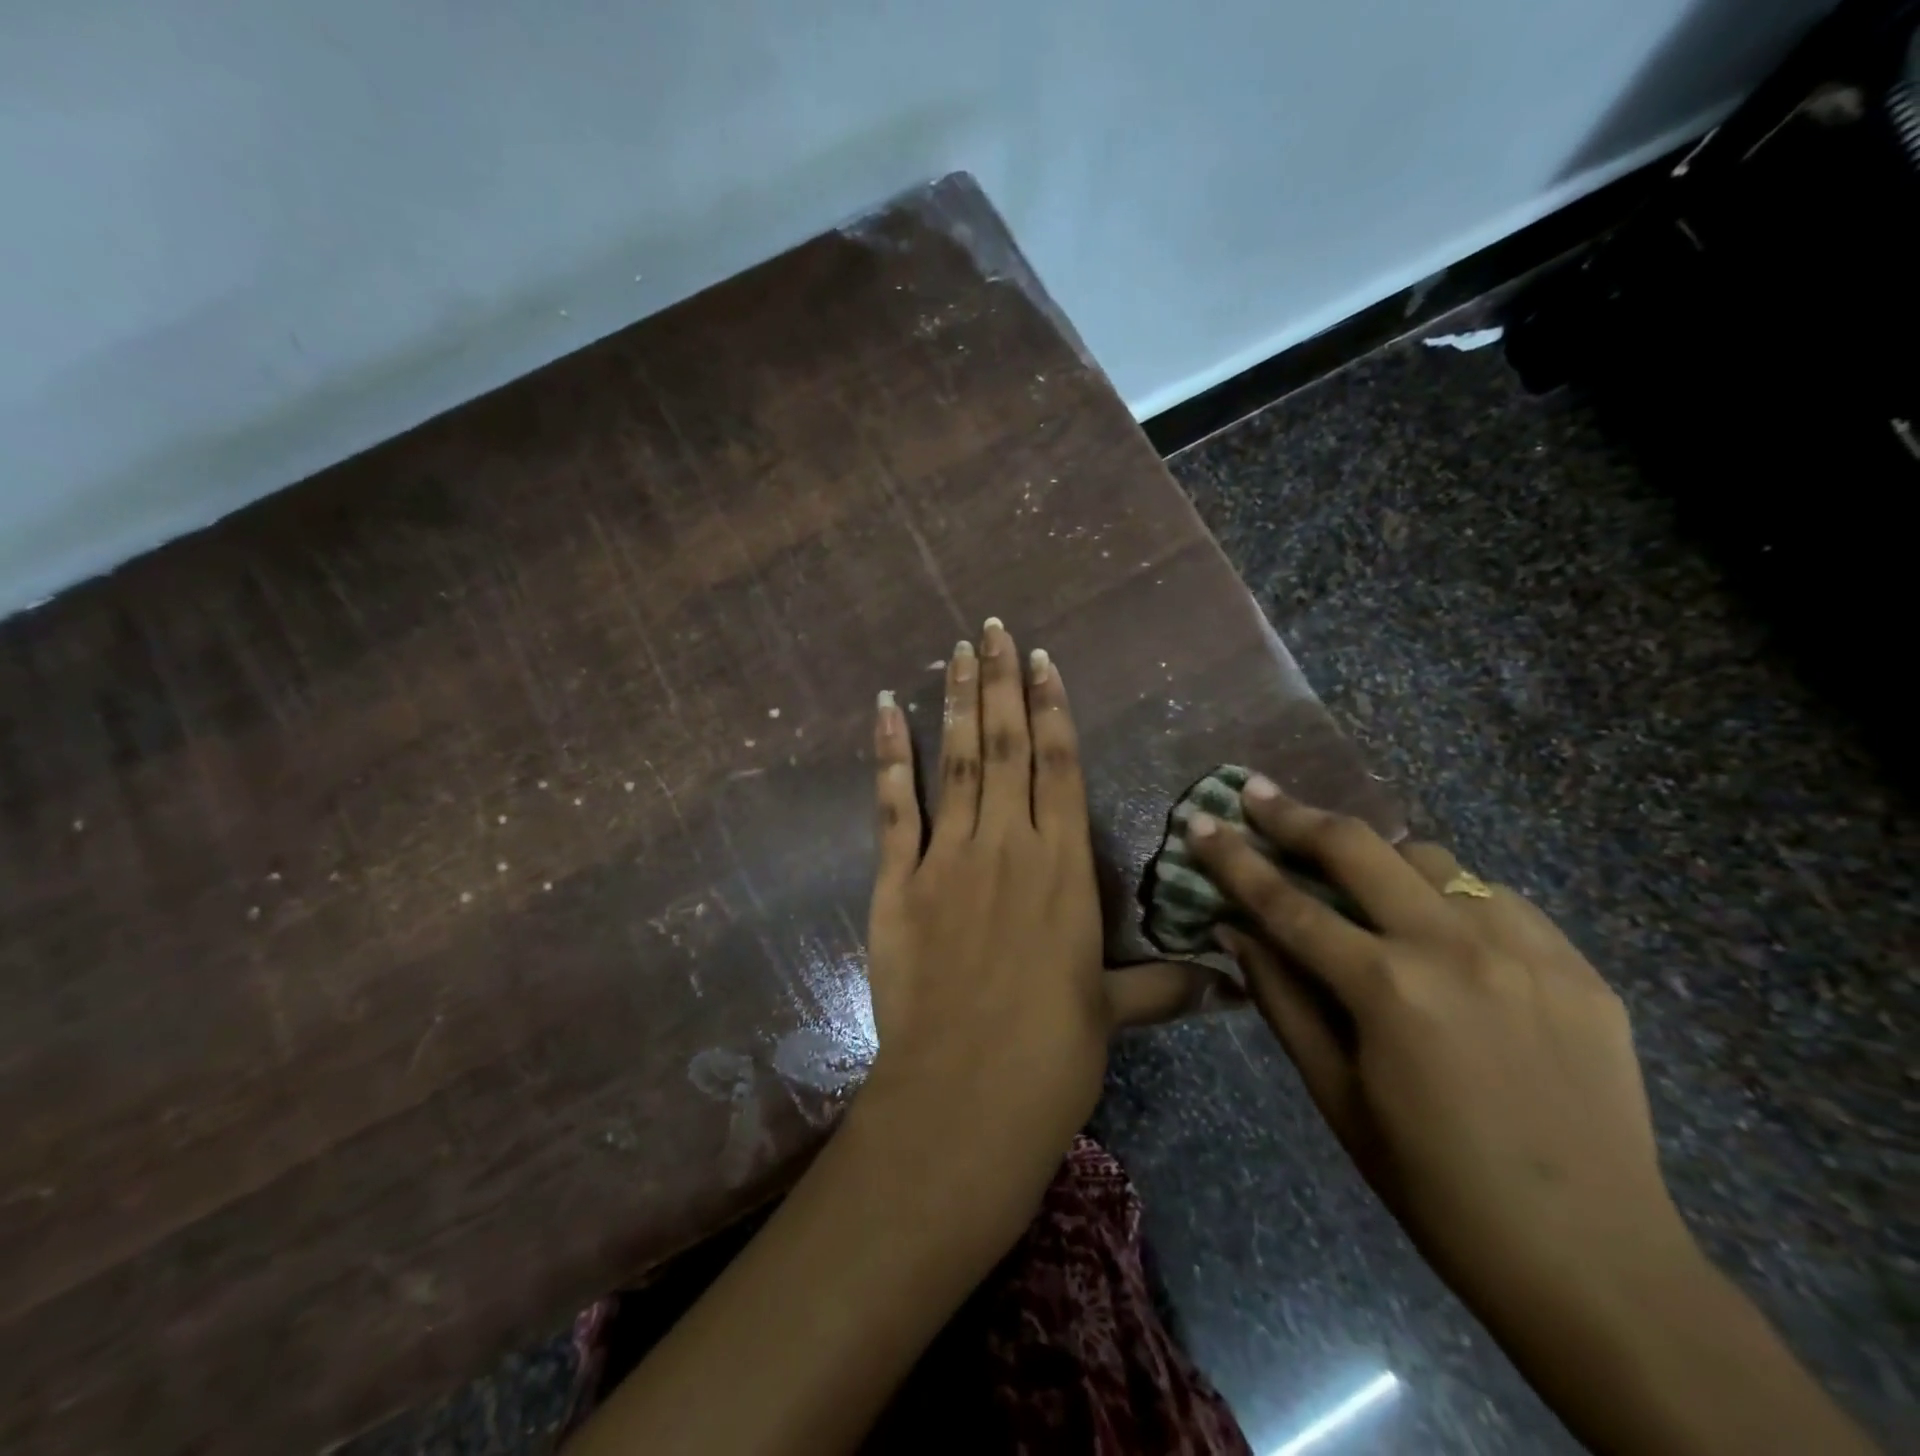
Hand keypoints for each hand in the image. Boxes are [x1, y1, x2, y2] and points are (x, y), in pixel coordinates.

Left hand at [861, 619, 1220, 1236]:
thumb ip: (1163, 986)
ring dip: (958, 701)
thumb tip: (1231, 984)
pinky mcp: (898, 881)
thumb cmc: (1050, 1057)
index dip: (1053, 708)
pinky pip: (894, 805)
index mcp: (1064, 869)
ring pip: (958, 760)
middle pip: (1008, 745)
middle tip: (992, 628)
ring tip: (957, 651)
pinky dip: (889, 754)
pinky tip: (886, 709)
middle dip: (1002, 682)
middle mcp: (1009, 845)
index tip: (1043, 660)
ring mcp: (948, 858)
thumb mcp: (1112, 1013)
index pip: (1060, 766)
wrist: (963, 1098)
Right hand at [1185, 777, 1690, 1325]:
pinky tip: (1441, 927)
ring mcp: (1526, 949)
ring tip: (1355, 872)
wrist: (1595, 1260)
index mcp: (1388, 990)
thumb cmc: (1434, 1185)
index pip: (1286, 902)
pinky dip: (1450, 895)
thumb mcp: (1335, 1095)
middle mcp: (1455, 948)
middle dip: (1295, 814)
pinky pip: (1495, 897)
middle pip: (1359, 847)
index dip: (1233, 857)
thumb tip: (1234, 930)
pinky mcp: (1577, 964)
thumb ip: (1281, 1000)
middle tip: (1256, 791)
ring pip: (1432, 858)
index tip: (1200, 820)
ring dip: (1379, 856)